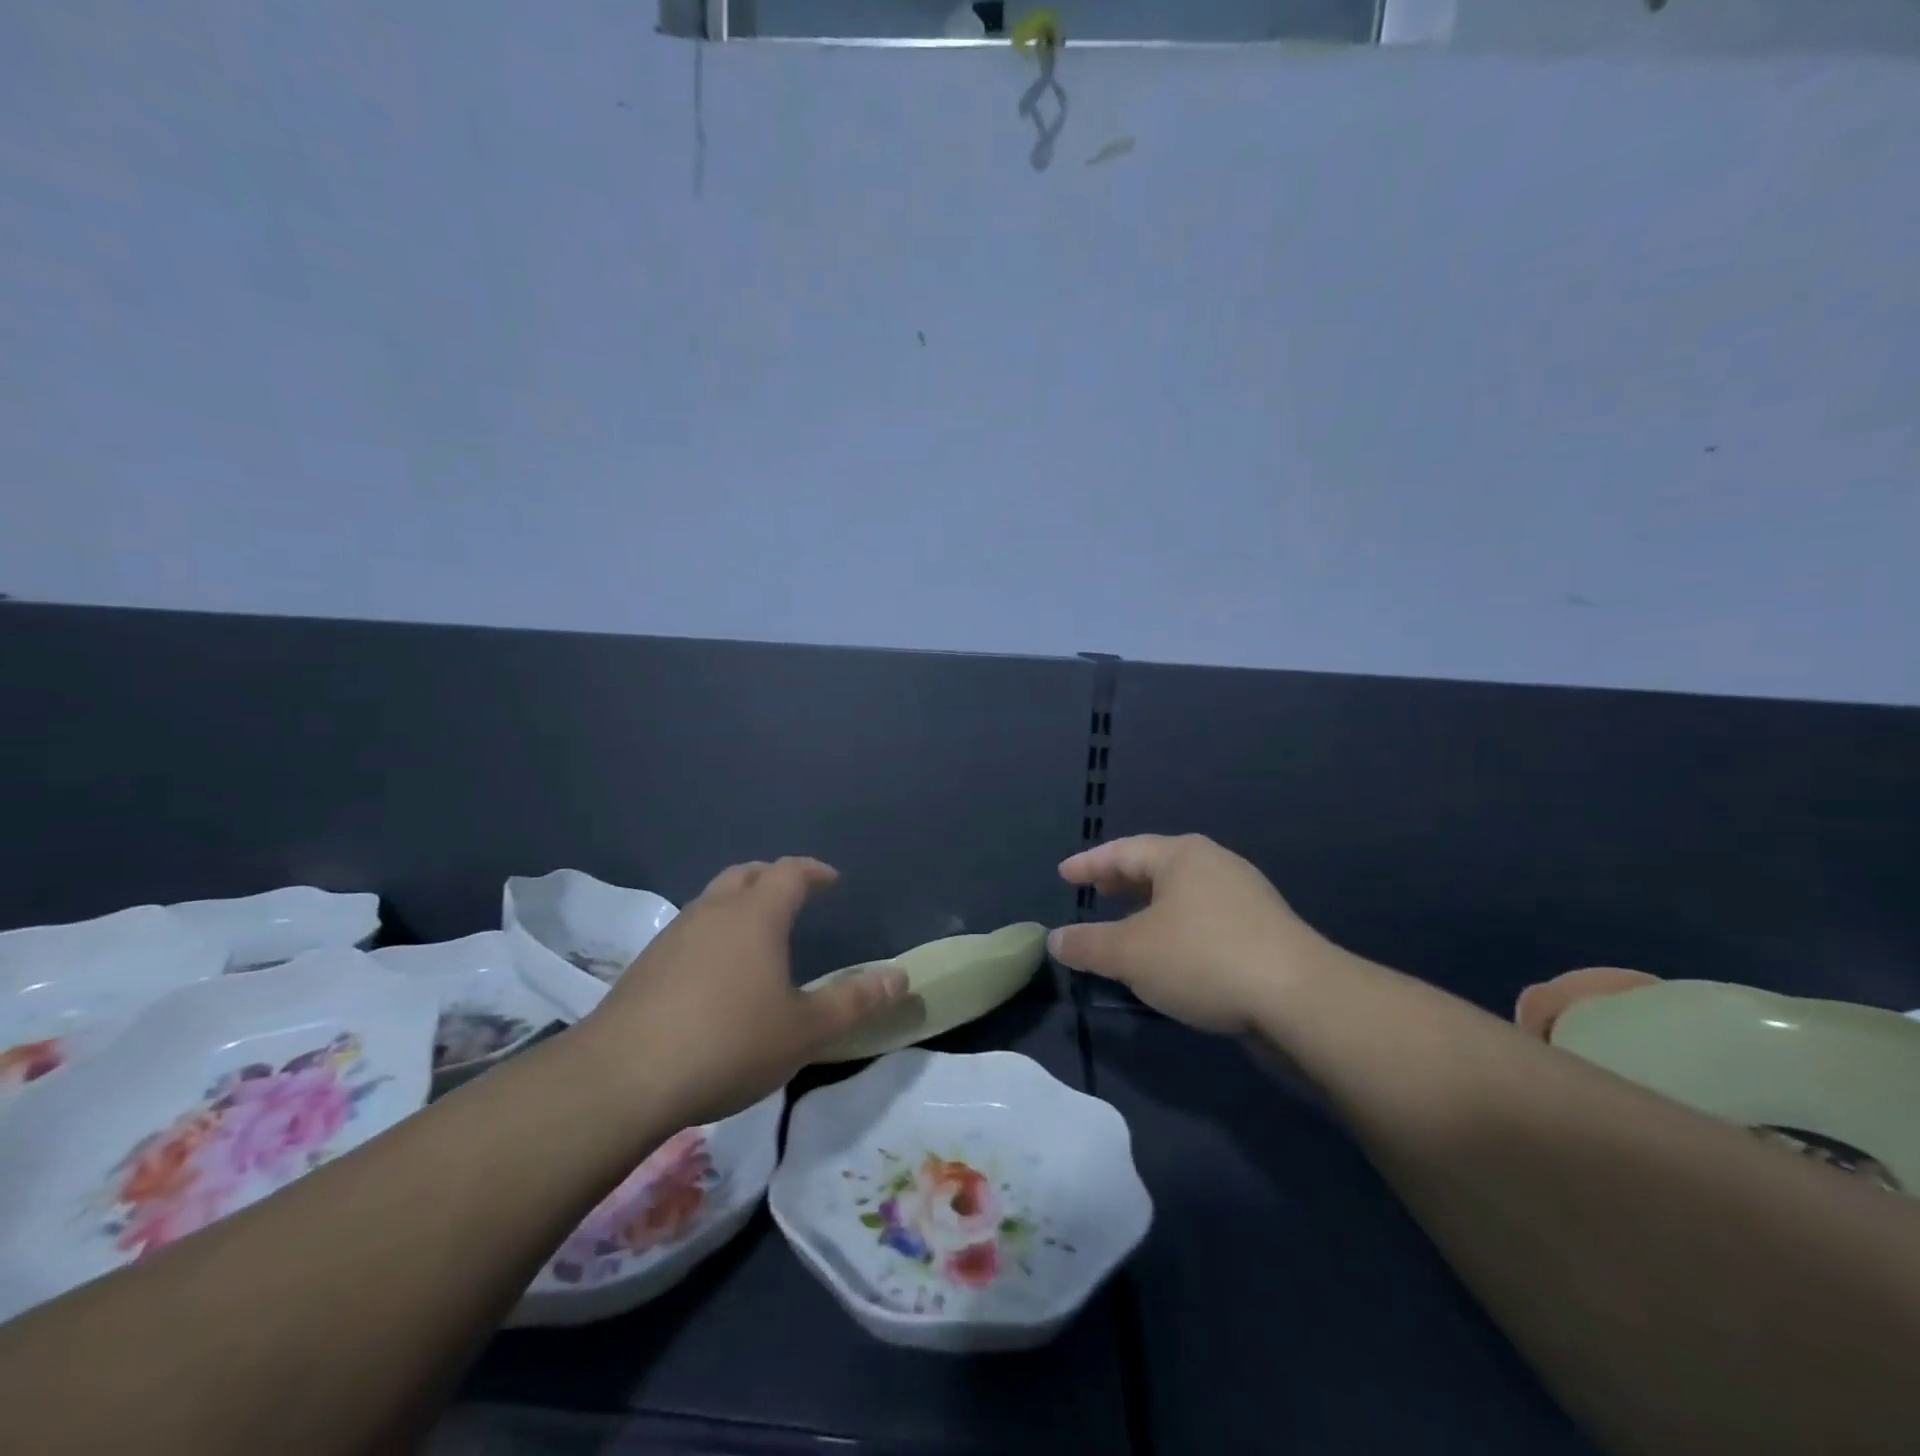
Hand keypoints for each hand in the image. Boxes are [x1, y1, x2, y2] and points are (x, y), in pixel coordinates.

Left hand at [578, 858, 906, 1127]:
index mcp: (755, 915)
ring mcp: (673, 936)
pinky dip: (712, 935)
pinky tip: (714, 975)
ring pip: (712, 901)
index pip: (790, 872)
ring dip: (739, 905)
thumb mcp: (804, 1030)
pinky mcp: (644, 966)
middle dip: (773, 877)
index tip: (832, 880)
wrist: (622, 1078)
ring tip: (757, 936)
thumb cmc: (728, 1043)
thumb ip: (854, 1002)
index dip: (814, 871)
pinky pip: (689, 932)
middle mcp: (713, 912)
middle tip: (795, 896)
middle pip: (745, 874)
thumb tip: (900, 978)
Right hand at [1048, 834, 1331, 1035]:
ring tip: (1128, 923)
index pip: (1123, 850)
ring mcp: (1245, 897)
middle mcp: (1215, 865)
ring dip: (1150, 906)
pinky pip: (1205, 918)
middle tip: (1095, 892)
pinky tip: (1171, 953)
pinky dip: (1176, 927)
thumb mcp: (1130, 954)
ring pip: (1183, 894)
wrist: (1300, 999)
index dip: (1089, 863)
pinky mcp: (1264, 931)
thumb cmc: (1203, 959)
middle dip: (1122, 880)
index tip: (1064, 874)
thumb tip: (1055, 939)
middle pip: (1156, 866)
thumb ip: (1088, 945)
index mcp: (1182, 856)